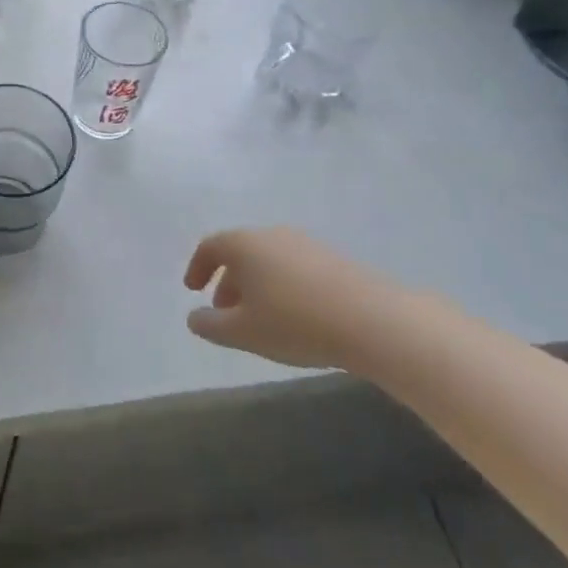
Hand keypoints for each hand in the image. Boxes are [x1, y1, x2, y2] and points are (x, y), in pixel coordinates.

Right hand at [183, 227, 403, 370]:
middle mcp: (272, 235)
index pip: (210, 247)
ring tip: (261, 319)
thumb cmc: (295, 322)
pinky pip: (295, 268)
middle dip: (228, 281)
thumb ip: (210, 325)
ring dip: (257, 285)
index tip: (193, 290)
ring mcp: (306, 245)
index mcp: (244, 244)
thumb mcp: (243, 332)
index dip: (197, 267)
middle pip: (240, 252)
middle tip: (225, 312)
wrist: (374, 321)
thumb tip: (194, 317)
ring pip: (269, 261)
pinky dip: (284, 286)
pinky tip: (295, 317)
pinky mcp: (335, 260)